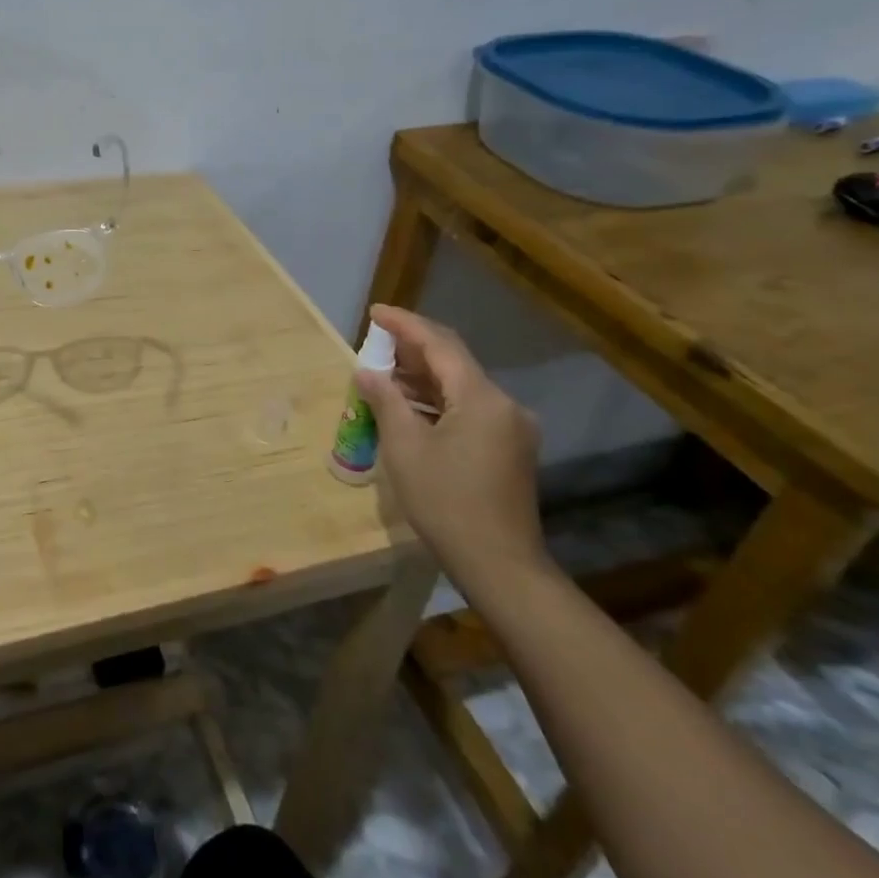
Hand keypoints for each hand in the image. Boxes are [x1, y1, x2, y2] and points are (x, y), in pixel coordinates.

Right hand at [354, 304, 547, 584]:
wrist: (500, 565)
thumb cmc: (446, 502)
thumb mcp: (405, 448)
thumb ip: (386, 400)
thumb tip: (366, 371)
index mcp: (481, 397)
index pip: (439, 344)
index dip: (405, 324)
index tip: (374, 312)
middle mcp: (504, 403)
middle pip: (454, 361)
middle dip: (413, 347)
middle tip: (375, 341)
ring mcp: (511, 427)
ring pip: (462, 386)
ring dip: (424, 376)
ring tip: (384, 372)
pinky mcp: (510, 447)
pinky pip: (470, 408)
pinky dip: (438, 400)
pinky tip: (410, 405)